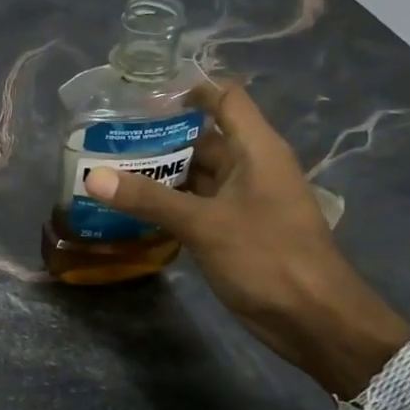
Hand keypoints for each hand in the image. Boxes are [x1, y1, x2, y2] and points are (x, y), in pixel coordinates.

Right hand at [82, 81, 409, 399]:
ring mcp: (244, 200)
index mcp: (257, 149)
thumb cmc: (268, 258)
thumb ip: (149, 199)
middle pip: (204, 137)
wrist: (315, 321)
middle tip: (109, 135)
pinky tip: (132, 206)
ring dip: (160, 171)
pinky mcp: (236, 229)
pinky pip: (197, 204)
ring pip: (197, 173)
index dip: (190, 88)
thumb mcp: (204, 224)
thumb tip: (94, 177)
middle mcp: (251, 167)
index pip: (225, 99)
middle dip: (159, 135)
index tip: (142, 93)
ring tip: (110, 167)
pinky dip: (169, 202)